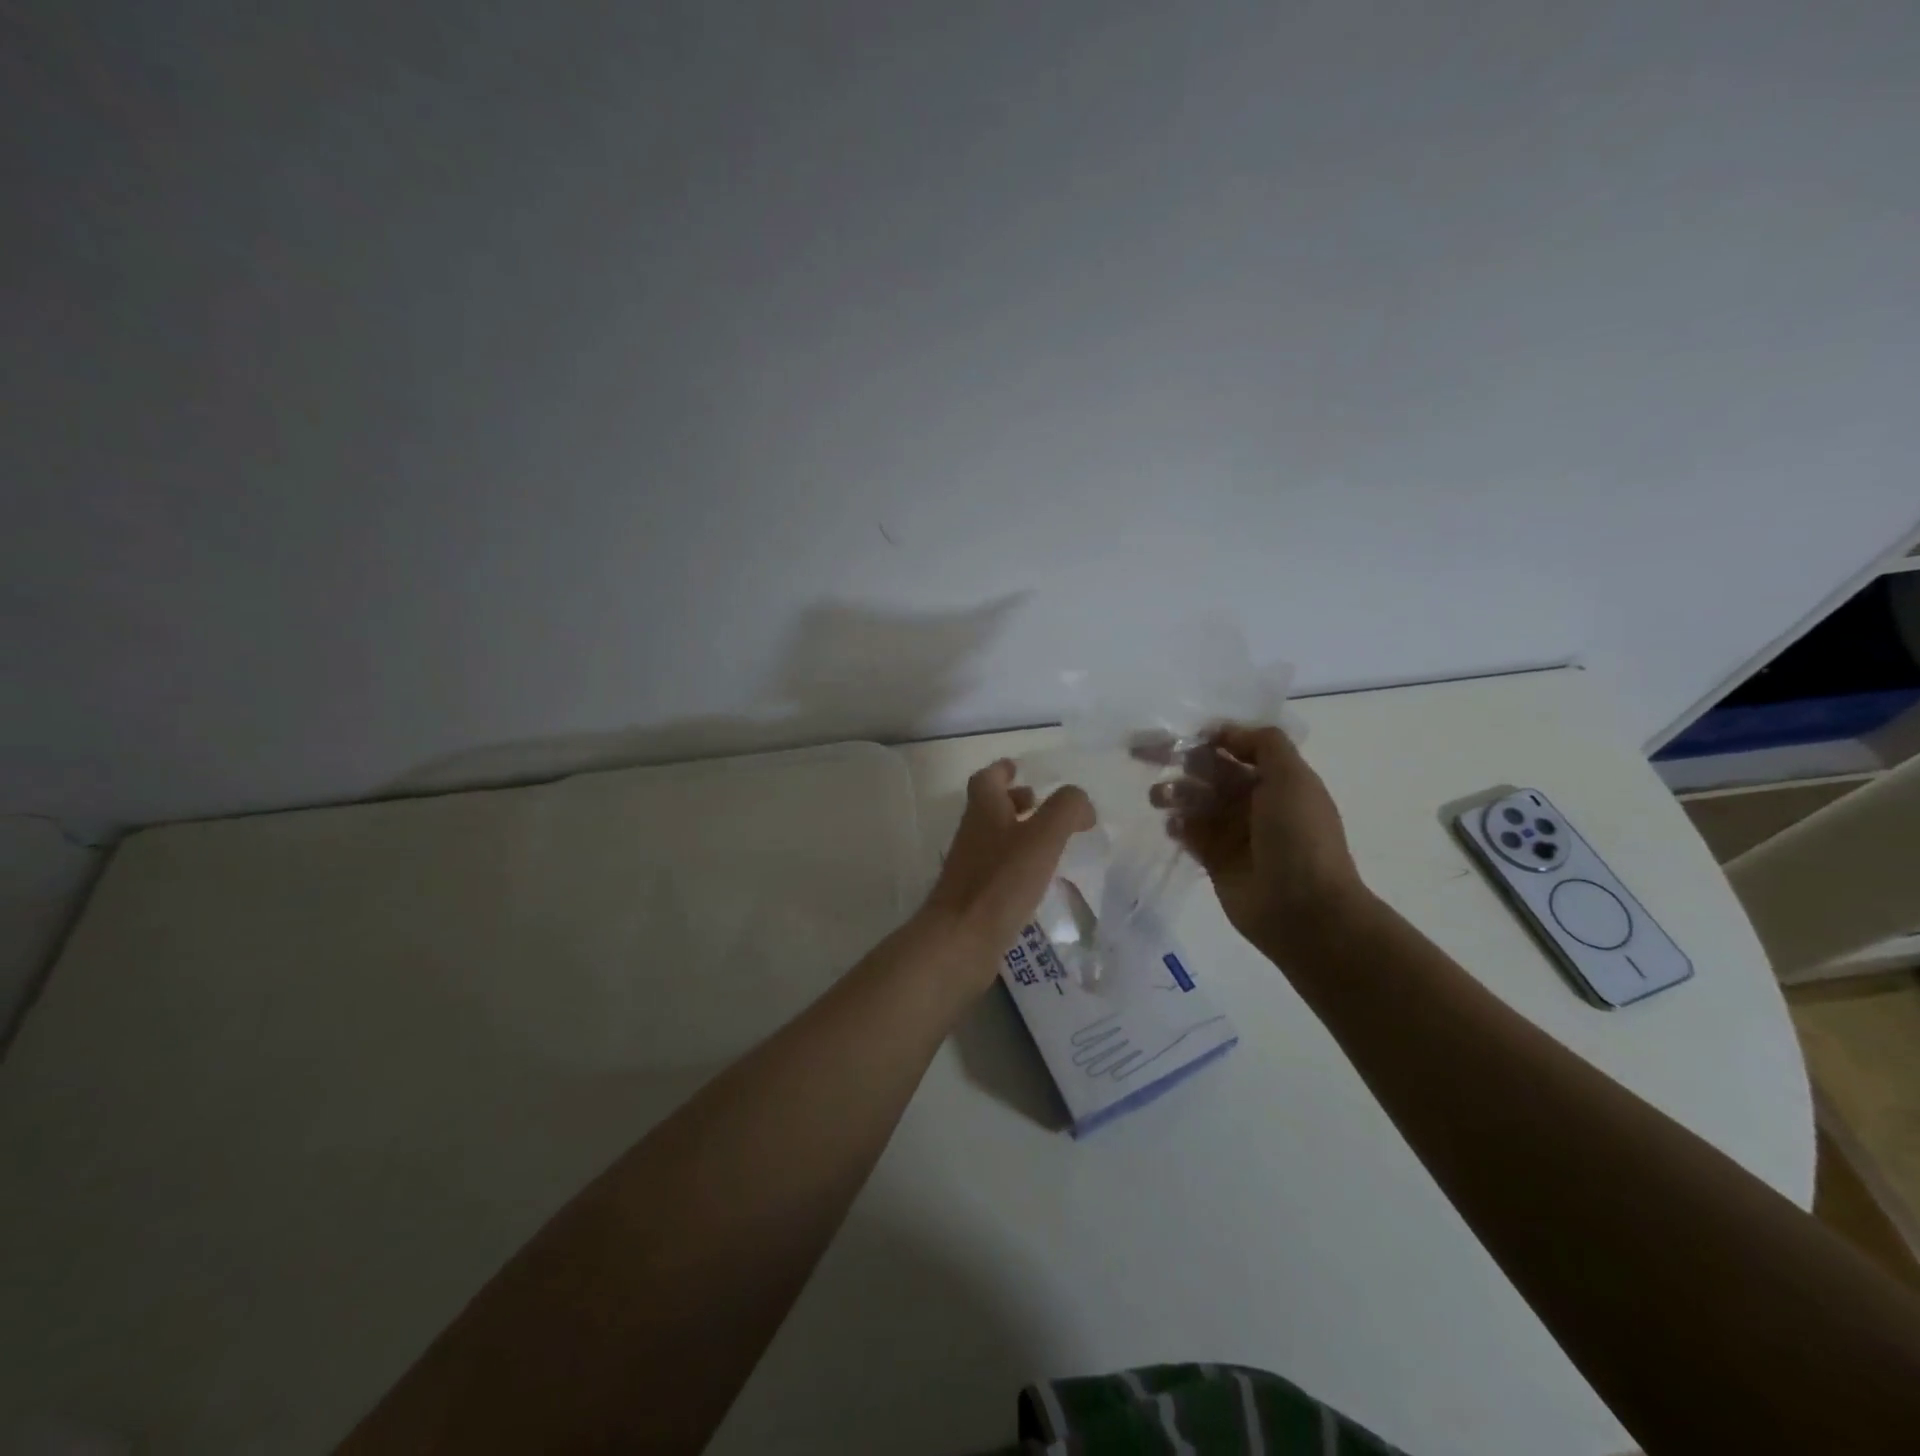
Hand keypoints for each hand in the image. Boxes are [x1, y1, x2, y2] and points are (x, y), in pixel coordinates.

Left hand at [917, 759, 1094, 987]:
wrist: (960, 940)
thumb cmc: (1001, 881)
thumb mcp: (1043, 837)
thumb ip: (1066, 809)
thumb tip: (1080, 802)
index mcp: (984, 811)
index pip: (987, 778)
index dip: (1002, 771)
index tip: (1018, 769)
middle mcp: (973, 834)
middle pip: (990, 808)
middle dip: (1014, 802)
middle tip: (1040, 805)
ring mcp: (971, 867)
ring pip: (994, 839)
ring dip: (1018, 834)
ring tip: (1050, 843)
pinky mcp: (975, 897)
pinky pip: (998, 870)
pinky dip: (1017, 866)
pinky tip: (1039, 881)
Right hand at [1149, 724, 1371, 960]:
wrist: (1305, 910)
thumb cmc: (1300, 838)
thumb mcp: (1293, 778)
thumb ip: (1263, 744)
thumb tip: (1224, 732)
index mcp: (1275, 779)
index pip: (1235, 748)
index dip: (1207, 738)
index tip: (1178, 734)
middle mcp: (1253, 801)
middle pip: (1209, 771)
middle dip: (1181, 761)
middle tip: (1149, 758)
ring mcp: (1233, 831)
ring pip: (1195, 801)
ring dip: (1174, 792)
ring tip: (1158, 797)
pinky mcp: (1214, 859)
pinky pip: (1189, 833)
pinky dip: (1177, 825)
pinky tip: (1171, 825)